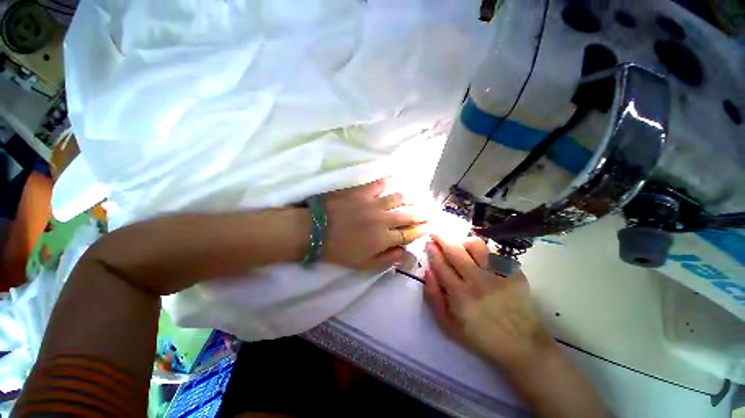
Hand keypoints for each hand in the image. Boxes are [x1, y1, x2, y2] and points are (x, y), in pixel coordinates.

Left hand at [321, 178, 426, 270]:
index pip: (409, 233)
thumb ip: (387, 259)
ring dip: (412, 198)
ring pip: (399, 198)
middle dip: (423, 213)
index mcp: (384, 238)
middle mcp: (384, 219)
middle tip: (431, 211)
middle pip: (409, 214)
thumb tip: (404, 252)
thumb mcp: (364, 265)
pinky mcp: (362, 191)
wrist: (315, 231)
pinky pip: (380, 183)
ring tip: (420, 197)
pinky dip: (389, 180)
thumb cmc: (339, 251)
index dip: (421, 230)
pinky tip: (396, 178)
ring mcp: (374, 203)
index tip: (429, 226)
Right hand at [424, 235, 555, 368]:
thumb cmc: (480, 336)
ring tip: (459, 246)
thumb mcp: (448, 325)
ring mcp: (499, 275)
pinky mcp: (515, 273)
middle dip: (442, 238)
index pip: (440, 264)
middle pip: (455, 250)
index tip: (428, 243)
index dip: (432, 250)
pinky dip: (482, 250)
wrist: (522, 344)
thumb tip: (427, 270)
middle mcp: (479, 281)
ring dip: (462, 241)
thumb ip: (433, 296)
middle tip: (436, 234)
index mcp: (460, 296)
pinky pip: (494, 251)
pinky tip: (479, 257)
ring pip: (476, 245)